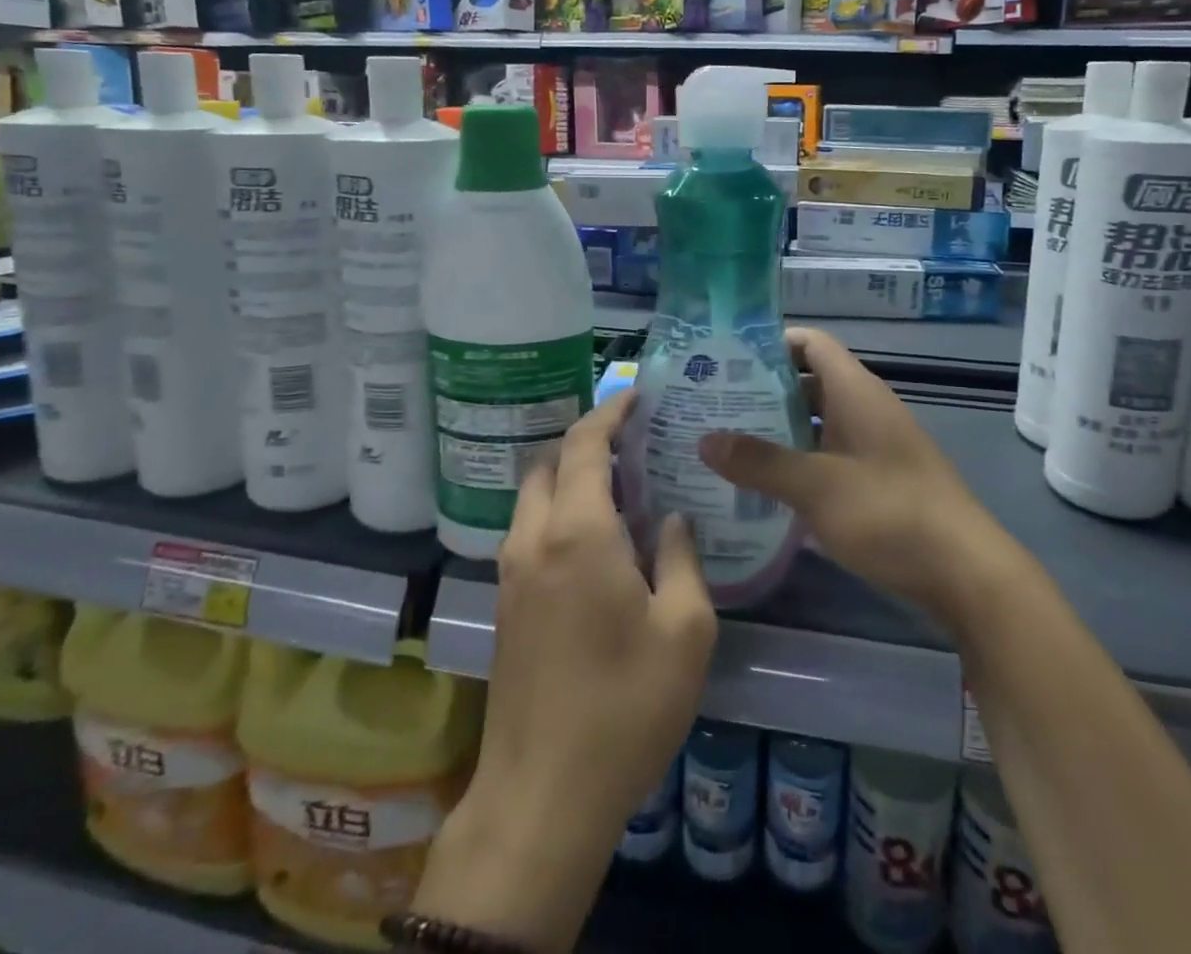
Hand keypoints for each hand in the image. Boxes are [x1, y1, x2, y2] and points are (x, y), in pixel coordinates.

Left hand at [413, 391, 716, 951]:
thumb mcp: (685, 631)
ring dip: (567, 475)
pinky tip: (594, 536)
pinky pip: (528, 529)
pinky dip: (556, 509)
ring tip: (617, 482)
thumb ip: (682, 559)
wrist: (542, 796)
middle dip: (585, 439)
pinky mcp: (505, 604)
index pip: (584, 445)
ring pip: (533, 496)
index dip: (609, 411)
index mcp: (578, 532)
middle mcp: (534, 539)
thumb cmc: (625, 707)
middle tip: (632, 440)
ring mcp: (512, 572)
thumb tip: (673, 519)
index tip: (636, 395)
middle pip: (549, 462)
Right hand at [698, 327, 1003, 628]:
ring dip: (774, 430)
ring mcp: (871, 445)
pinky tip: (761, 485)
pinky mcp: (874, 480)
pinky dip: (795, 462)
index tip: (724, 359)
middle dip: (760, 391)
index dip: (769, 343)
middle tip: (710, 406)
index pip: (810, 343)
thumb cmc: (891, 513)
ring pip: (814, 422)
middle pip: (806, 382)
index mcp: (856, 391)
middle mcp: (864, 408)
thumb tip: (705, 440)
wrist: (965, 574)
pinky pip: (825, 455)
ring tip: (724, 444)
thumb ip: (761, 462)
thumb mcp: (818, 487)